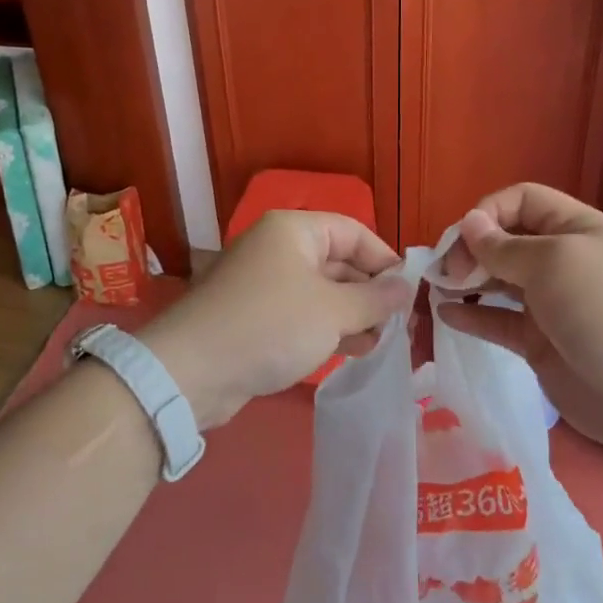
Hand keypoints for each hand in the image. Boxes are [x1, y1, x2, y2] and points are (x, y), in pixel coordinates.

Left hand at [141, 211, 410, 429]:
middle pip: (338, 261)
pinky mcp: (255, 316)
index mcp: (294, 230)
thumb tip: (405, 287)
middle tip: (400, 324)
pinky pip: (302, 314)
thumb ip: (375, 298)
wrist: (192, 372)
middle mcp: (278, 249)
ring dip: (353, 314)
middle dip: (370, 292)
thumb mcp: (333, 311)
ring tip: (380, 342)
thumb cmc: (271, 326)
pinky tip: (352, 350)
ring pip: (322, 291)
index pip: (354, 232)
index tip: (410, 292)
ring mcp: (264, 283)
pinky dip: (328, 327)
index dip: (385, 260)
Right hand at [435, 184, 602, 459]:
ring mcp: (550, 303)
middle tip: (446, 272)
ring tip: (437, 289)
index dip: (488, 212)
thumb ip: (504, 246)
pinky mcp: (539, 342)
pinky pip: (499, 322)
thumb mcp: (555, 264)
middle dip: (472, 249)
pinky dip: (473, 316)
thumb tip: (469, 223)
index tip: (462, 240)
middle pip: (506, 240)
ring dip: (467, 281)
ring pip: (498, 282)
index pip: (522, 201)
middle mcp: (562, 261)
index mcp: (575, 230)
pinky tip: (447, 316)